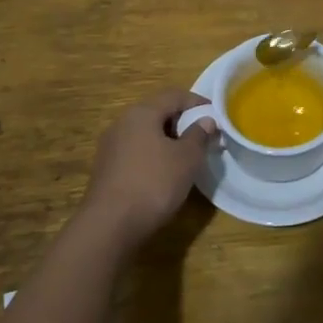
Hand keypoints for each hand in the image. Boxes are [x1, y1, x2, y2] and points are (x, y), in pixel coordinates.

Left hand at [80, 90, 213, 248]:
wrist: (109, 226)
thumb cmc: (153, 183)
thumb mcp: (187, 158)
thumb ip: (199, 135)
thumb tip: (206, 120)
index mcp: (142, 113)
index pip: (174, 95)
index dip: (197, 102)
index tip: (216, 115)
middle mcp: (122, 123)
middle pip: (158, 112)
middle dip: (183, 122)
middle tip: (203, 137)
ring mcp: (110, 146)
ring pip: (146, 134)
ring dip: (168, 140)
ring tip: (186, 157)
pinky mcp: (106, 169)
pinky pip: (136, 152)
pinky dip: (153, 155)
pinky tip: (164, 174)